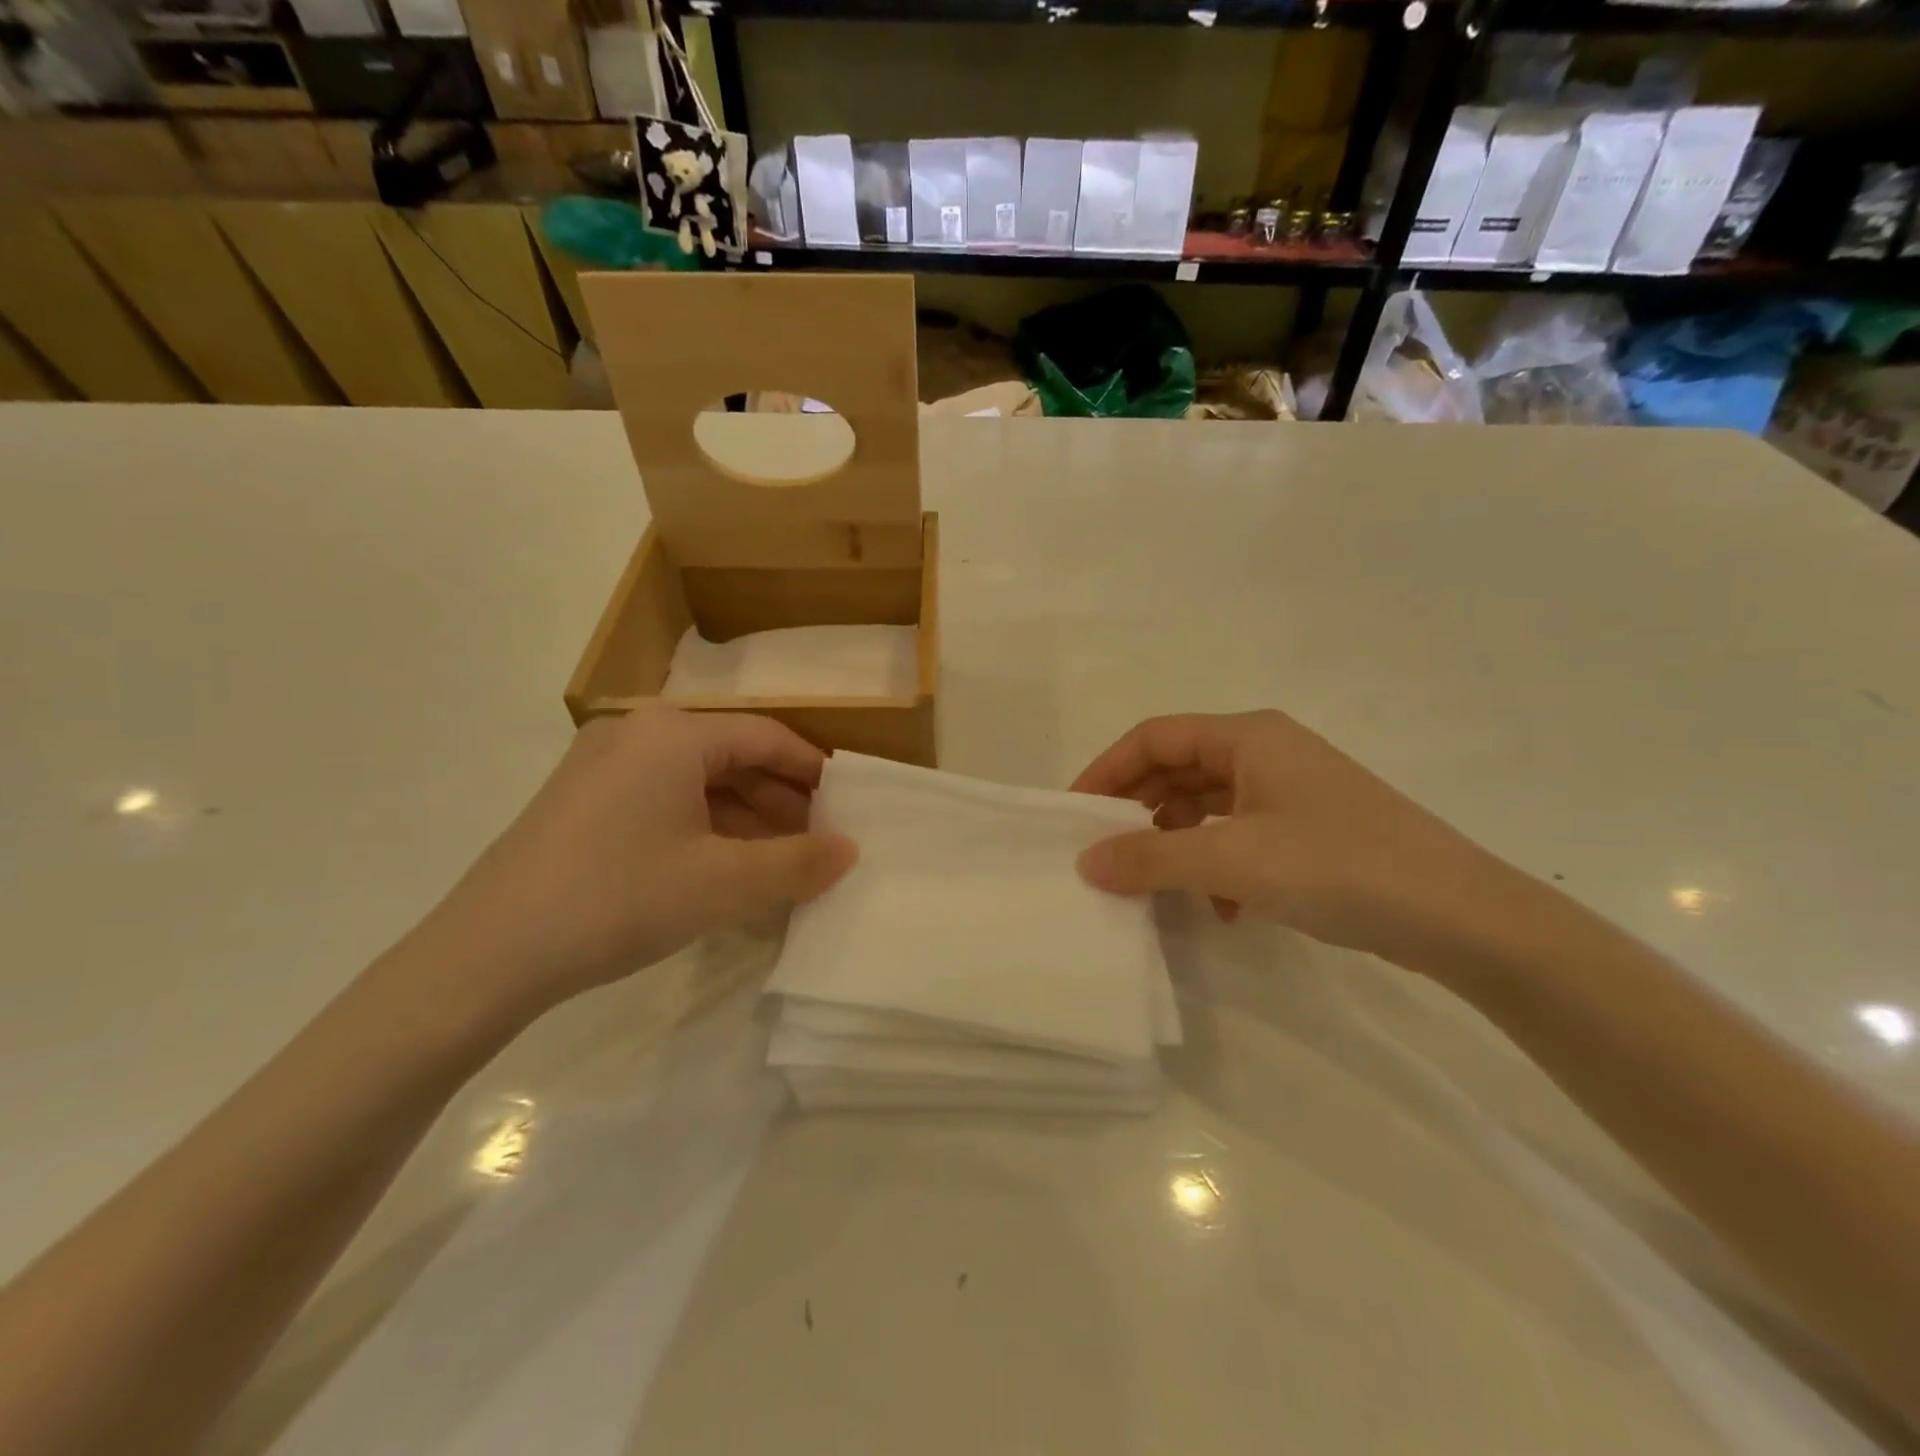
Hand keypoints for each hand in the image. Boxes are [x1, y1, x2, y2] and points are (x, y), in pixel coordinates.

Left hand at [413, 705, 855, 1017]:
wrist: (487, 955)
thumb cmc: (618, 898)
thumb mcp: (723, 884)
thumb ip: (797, 863)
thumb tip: (851, 850)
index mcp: (673, 733)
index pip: (766, 737)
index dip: (812, 770)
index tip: (846, 805)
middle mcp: (637, 733)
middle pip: (731, 757)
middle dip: (780, 800)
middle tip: (818, 841)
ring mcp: (603, 766)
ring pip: (697, 782)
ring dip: (745, 818)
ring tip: (781, 862)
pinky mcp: (582, 802)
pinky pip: (664, 801)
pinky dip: (705, 829)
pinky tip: (726, 869)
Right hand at [1072, 710, 1522, 966]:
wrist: (1463, 917)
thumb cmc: (1339, 866)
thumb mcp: (1232, 861)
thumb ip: (1151, 858)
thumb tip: (1086, 862)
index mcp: (1248, 736)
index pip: (1154, 738)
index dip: (1107, 770)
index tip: (1074, 815)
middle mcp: (1268, 753)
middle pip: (1179, 770)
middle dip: (1139, 811)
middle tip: (1106, 853)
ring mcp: (1292, 793)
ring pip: (1208, 807)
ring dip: (1178, 844)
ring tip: (1160, 887)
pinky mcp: (1311, 832)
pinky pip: (1240, 837)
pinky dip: (1218, 867)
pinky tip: (1224, 910)